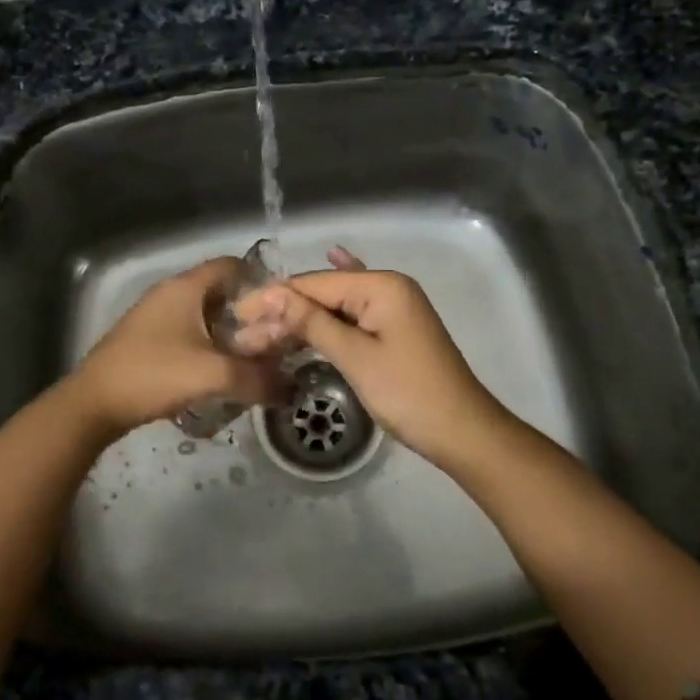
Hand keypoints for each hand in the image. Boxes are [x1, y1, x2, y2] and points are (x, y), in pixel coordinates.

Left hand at [65, 257, 289, 437]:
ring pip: (204, 315)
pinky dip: (208, 345)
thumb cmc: (154, 374)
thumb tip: (291, 388)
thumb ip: (257, 378)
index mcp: (186, 287)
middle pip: (221, 292)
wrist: (94, 403)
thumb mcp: (213, 375)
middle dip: (249, 314)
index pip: (232, 265)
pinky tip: (219, 372)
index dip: (261, 281)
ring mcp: (156, 316)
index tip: (283, 309)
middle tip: (274, 340)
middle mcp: (171, 293)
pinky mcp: (147, 339)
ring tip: (252, 359)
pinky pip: (188, 333)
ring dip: (229, 333)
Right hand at [235, 249, 519, 470]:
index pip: (315, 284)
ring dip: (303, 318)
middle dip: (285, 312)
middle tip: (244, 335)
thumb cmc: (408, 393)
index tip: (237, 316)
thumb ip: (312, 322)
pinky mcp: (394, 329)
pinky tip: (329, 267)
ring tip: (262, 333)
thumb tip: (271, 294)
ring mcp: (394, 307)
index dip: (274, 299)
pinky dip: (331, 312)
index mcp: (381, 285)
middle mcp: (388, 286)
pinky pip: (354, 314)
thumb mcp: (355, 357)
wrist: (462, 432)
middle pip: (324, 294)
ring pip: (336, 307)